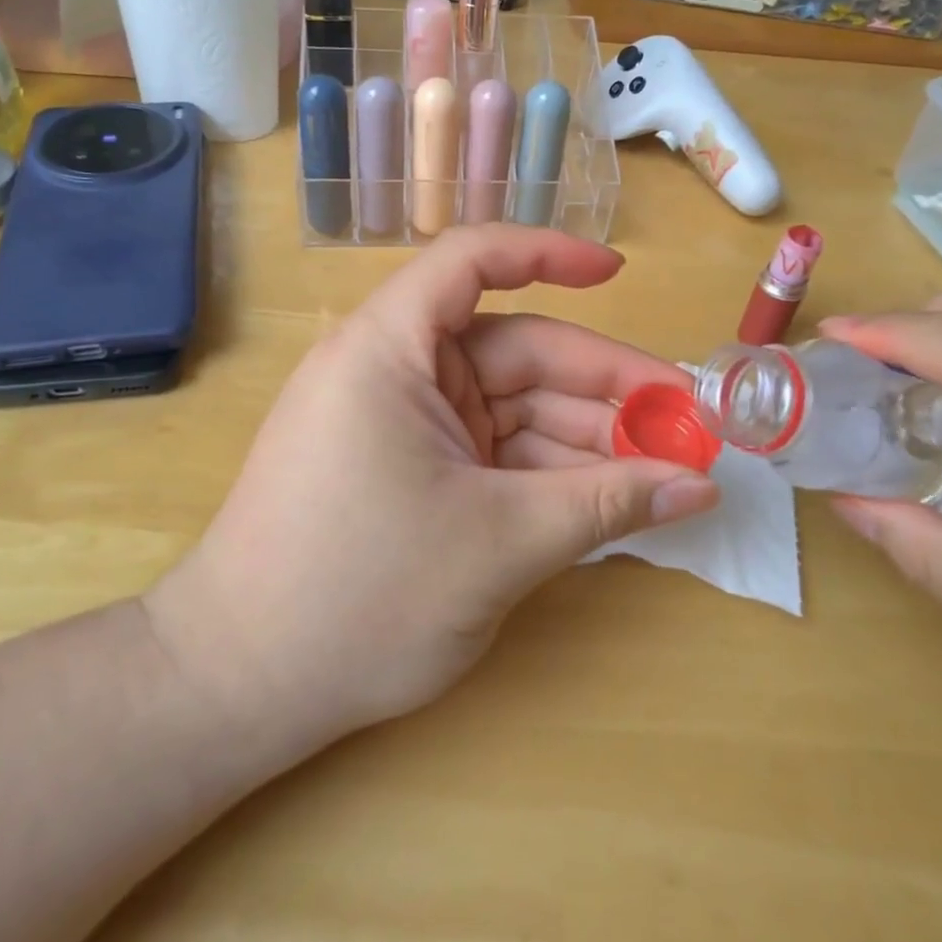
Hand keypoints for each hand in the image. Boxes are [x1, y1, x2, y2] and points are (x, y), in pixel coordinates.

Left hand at [145, 226, 719, 762]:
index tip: (618, 273)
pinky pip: (492, 452)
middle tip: (687, 424)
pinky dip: (547, 471)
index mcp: (390, 348)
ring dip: (585, 437)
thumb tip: (702, 487)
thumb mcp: (499, 544)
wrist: (240, 688)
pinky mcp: (408, 470)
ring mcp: (402, 423)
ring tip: (667, 470)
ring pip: (511, 409)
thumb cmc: (359, 596)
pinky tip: (611, 497)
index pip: (472, 260)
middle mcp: (394, 370)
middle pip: (515, 350)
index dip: (549, 253)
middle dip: (601, 386)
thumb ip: (607, 505)